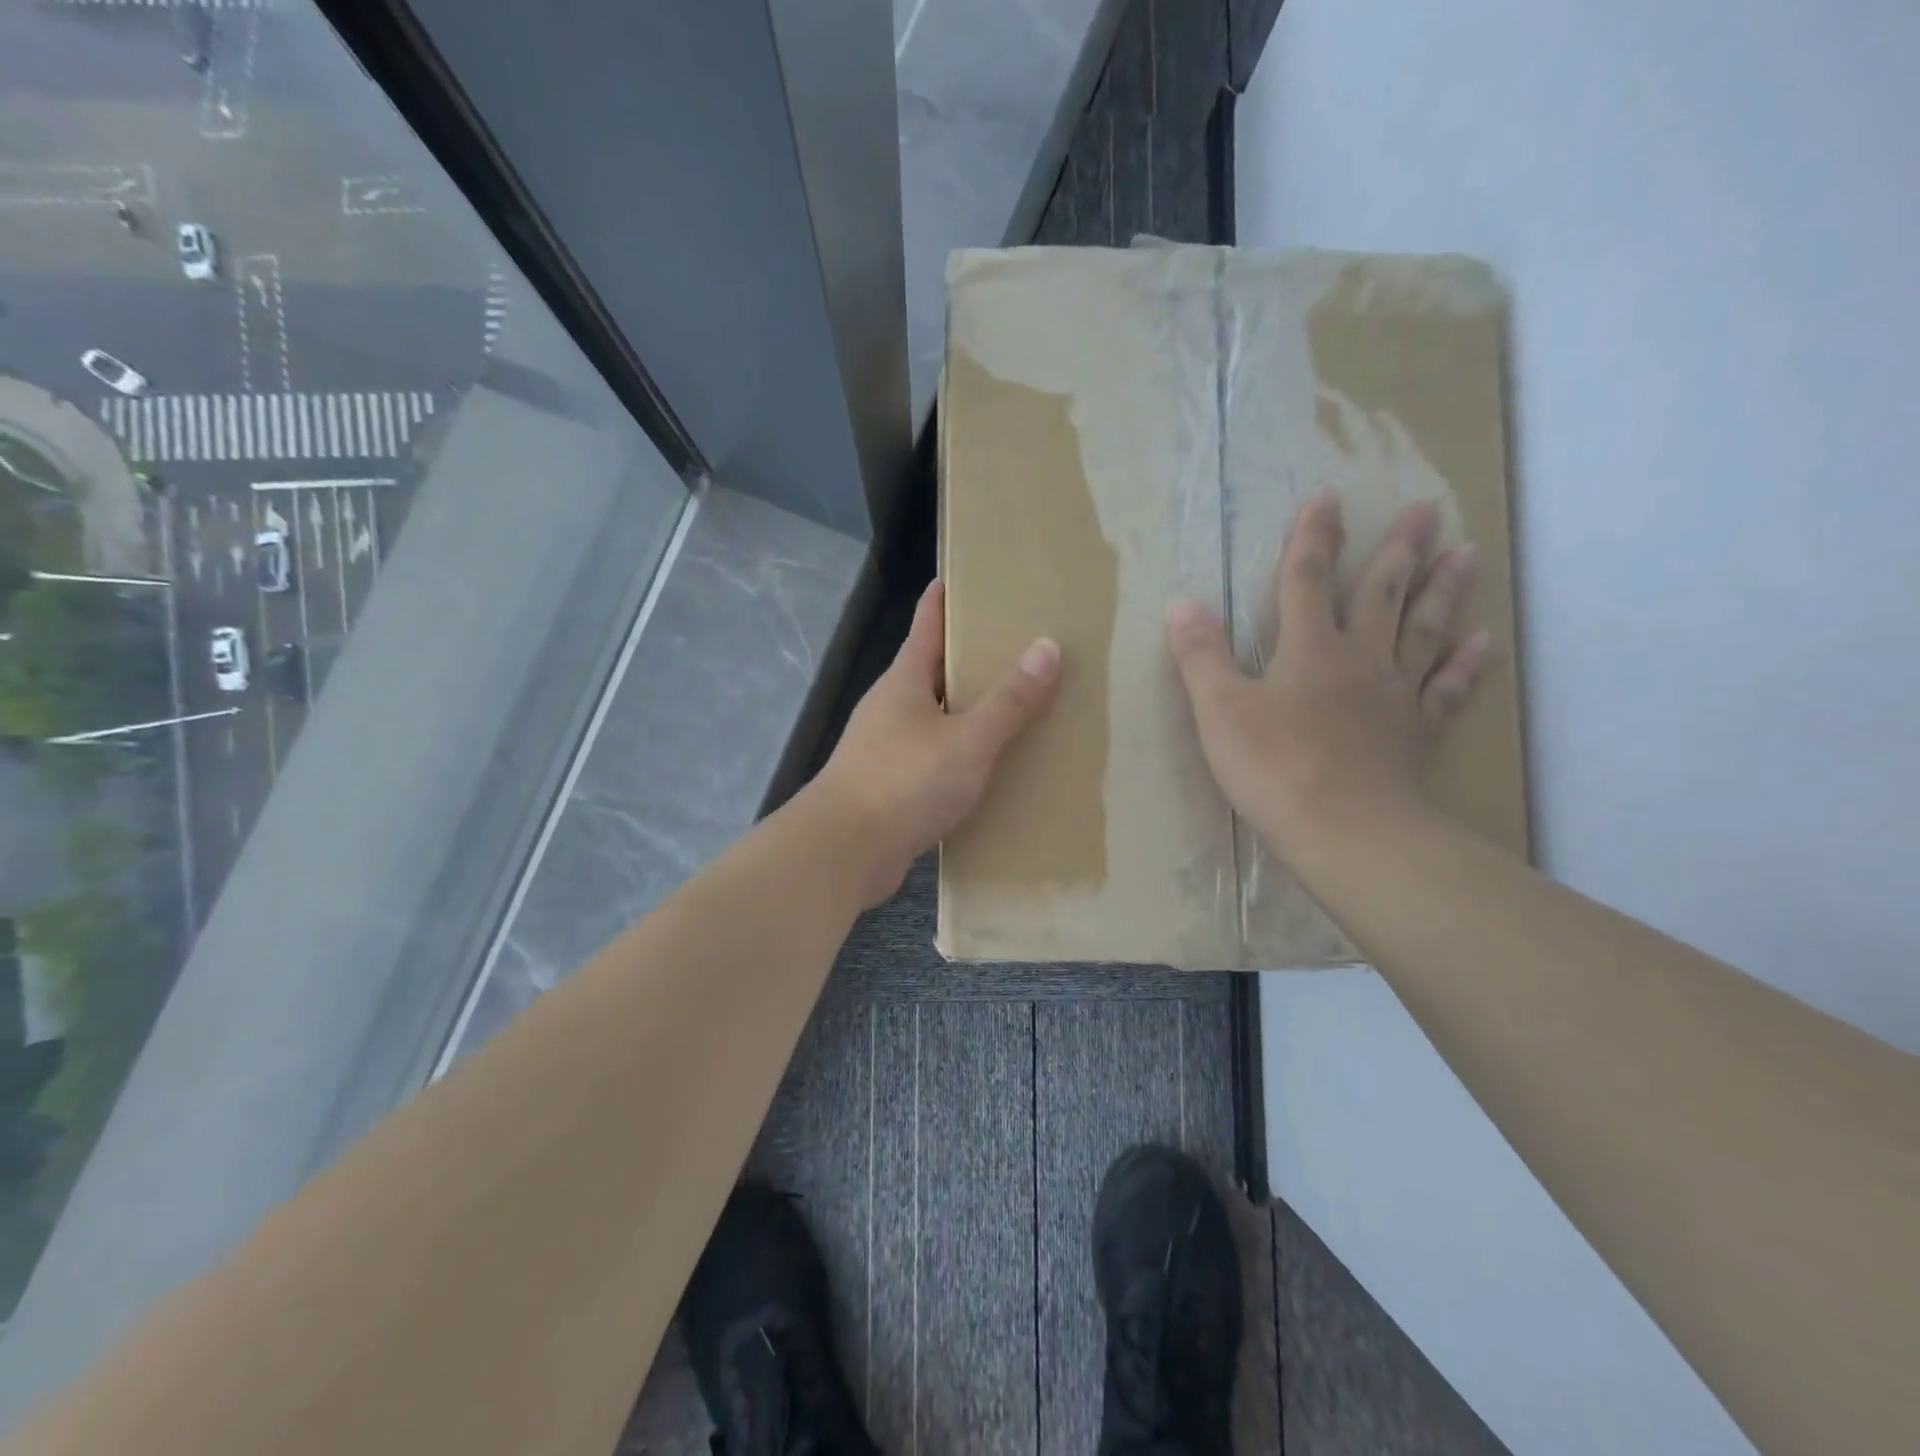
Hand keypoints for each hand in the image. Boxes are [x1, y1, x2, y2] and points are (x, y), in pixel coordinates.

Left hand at [814, 580, 1060, 906]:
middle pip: (934, 668)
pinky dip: (962, 751)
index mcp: (904, 680)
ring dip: (969, 708)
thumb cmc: (904, 782)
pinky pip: (935, 755)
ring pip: (937, 715)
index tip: (975, 576)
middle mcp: (892, 706)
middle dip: (972, 655)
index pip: (928, 622)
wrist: (844, 852)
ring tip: (1017, 703)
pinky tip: (991, 764)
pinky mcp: (891, 784)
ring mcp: (887, 746)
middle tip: (1020, 643)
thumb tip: (1048, 648)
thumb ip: (1009, 701)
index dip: (948, 597)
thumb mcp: (968, 740)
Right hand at [1166, 493, 1492, 858]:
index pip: (1308, 579)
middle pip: (1382, 594)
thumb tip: (1181, 605)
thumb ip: (1201, 655)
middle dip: (1398, 549)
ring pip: (1423, 631)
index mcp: (1309, 649)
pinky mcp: (1417, 732)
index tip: (1327, 497)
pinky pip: (1445, 689)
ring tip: (1466, 553)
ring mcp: (1395, 695)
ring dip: (1443, 590)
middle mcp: (1360, 659)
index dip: (1313, 538)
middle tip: (1426, 509)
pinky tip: (1483, 643)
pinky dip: (1465, 665)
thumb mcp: (1219, 709)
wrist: (1346, 830)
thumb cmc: (1274, 767)